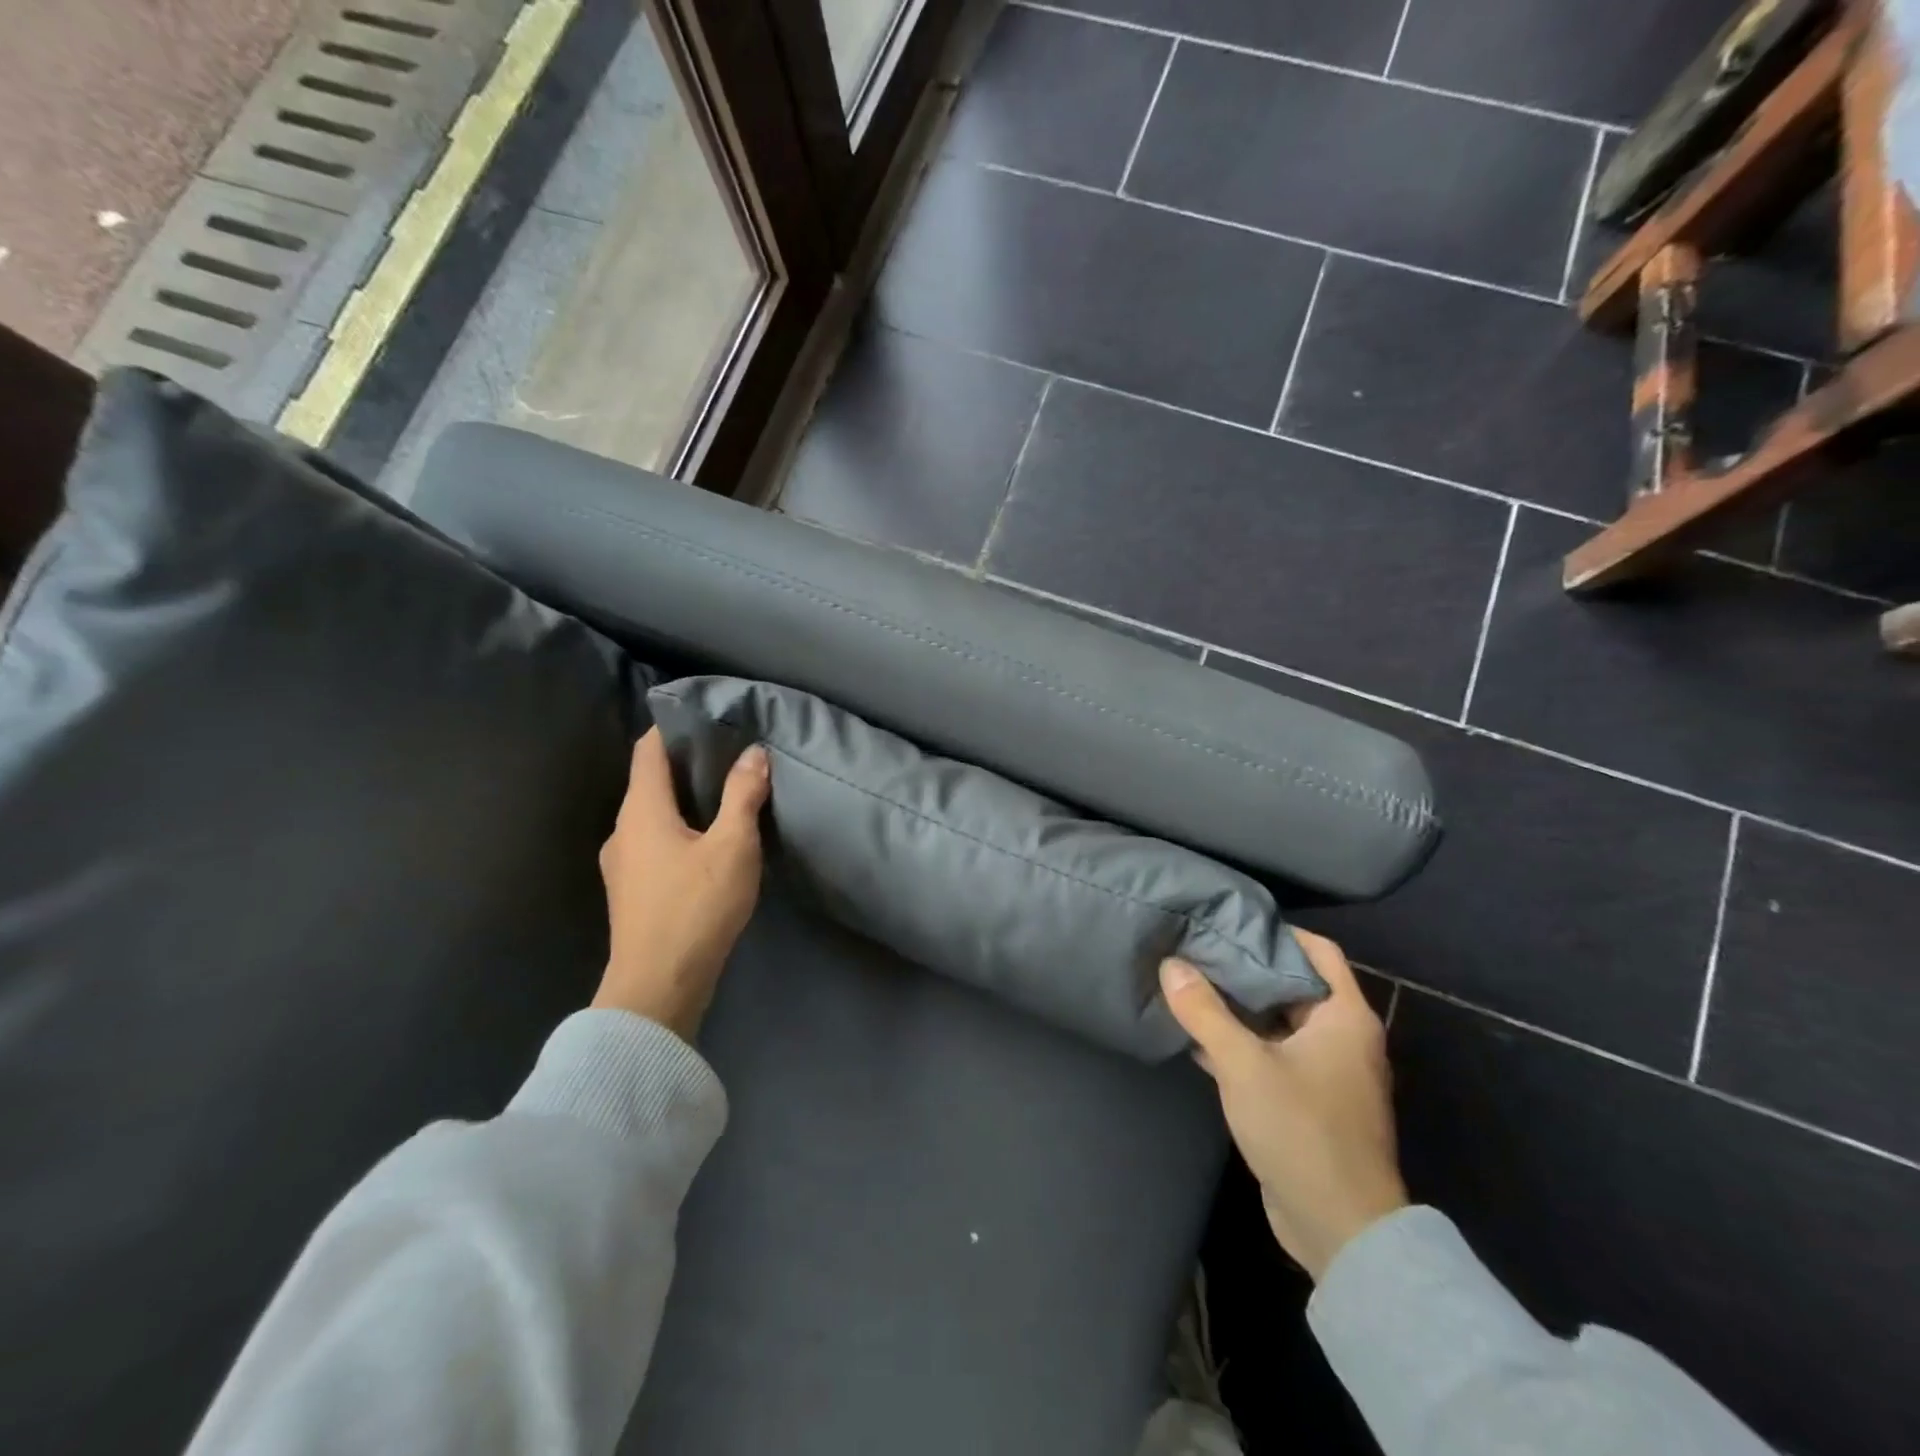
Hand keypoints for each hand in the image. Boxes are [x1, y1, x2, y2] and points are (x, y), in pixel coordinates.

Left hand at [592, 729, 770, 1039]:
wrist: (657, 986)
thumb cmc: (695, 907)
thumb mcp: (733, 846)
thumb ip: (743, 795)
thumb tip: (753, 752)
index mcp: (641, 810)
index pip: (647, 750)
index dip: (672, 728)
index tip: (706, 718)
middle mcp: (622, 830)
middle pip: (649, 781)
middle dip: (685, 765)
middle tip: (729, 756)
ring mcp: (621, 864)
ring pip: (651, 816)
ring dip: (683, 802)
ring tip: (724, 798)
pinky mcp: (630, 892)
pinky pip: (653, 843)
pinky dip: (677, 830)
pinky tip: (707, 846)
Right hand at [1161, 930, 1406, 1281]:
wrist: (1338, 1228)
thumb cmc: (1301, 1130)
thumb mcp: (1244, 1064)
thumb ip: (1205, 1012)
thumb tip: (1172, 964)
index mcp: (1345, 1017)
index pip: (1318, 951)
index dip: (1278, 931)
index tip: (1232, 920)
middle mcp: (1342, 1038)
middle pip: (1293, 984)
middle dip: (1247, 968)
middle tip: (1200, 948)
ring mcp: (1326, 1072)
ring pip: (1278, 1022)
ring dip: (1239, 1008)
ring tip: (1190, 983)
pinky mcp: (1306, 1101)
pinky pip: (1271, 1055)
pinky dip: (1240, 1043)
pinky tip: (1196, 1036)